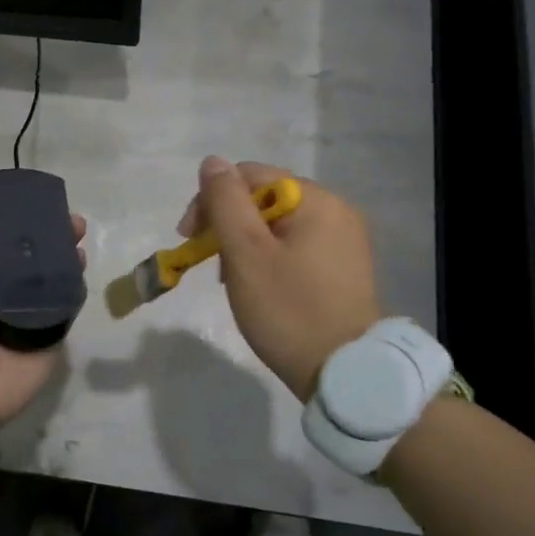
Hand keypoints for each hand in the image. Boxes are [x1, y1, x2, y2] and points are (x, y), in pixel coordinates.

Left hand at [0, 182, 86, 422]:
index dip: (14, 214)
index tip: (34, 197)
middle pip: (29, 251)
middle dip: (48, 231)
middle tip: (68, 217)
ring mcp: (26, 310)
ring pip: (51, 272)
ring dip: (66, 251)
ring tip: (79, 234)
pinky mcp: (48, 331)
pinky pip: (65, 301)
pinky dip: (75, 282)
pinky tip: (83, 263)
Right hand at [179, 156, 382, 401]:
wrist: (345, 373)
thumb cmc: (288, 309)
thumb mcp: (245, 253)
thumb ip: (225, 202)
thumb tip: (212, 162)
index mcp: (315, 199)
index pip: (249, 176)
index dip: (212, 201)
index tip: (190, 239)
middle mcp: (336, 210)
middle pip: (264, 199)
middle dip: (229, 225)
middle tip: (211, 265)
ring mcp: (344, 239)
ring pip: (277, 224)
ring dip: (247, 244)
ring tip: (234, 280)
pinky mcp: (344, 267)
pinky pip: (296, 245)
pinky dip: (270, 258)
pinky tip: (262, 286)